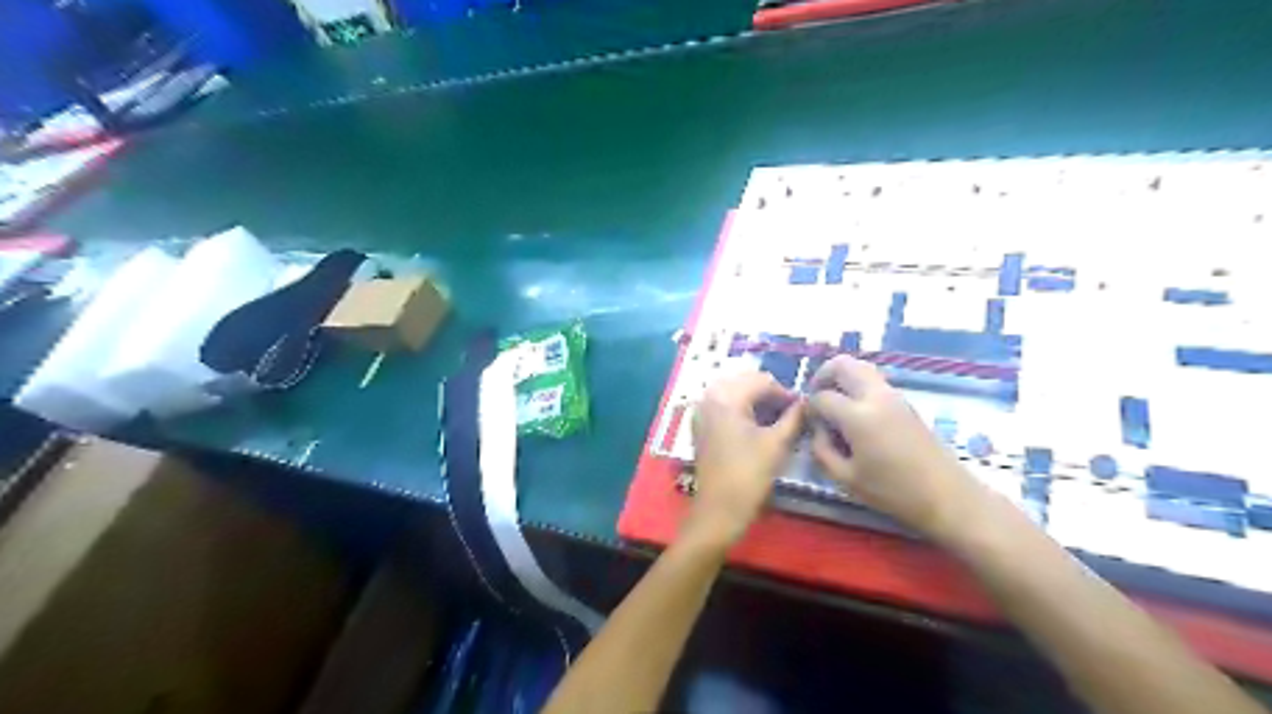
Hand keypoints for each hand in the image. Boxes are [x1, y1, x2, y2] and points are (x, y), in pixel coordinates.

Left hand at [686, 372, 803, 546]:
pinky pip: (723, 406)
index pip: (761, 381)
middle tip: (790, 412)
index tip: (803, 408)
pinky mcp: (701, 427)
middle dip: (769, 393)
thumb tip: (805, 402)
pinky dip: (741, 409)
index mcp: (725, 397)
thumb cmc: (749, 475)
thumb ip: (794, 417)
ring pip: (733, 393)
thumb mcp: (777, 444)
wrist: (718, 510)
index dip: (785, 392)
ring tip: (777, 419)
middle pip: (745, 382)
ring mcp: (701, 412)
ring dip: (755, 400)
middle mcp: (708, 397)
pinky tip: (758, 425)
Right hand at [802, 356, 981, 540]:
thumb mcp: (846, 479)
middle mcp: (876, 396)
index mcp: (858, 416)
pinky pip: (874, 381)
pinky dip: (858, 386)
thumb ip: (822, 450)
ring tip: (835, 404)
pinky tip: (855, 414)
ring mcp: (894, 396)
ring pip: (861, 367)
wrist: (947, 496)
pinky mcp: (905, 402)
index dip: (809, 407)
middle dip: (823, 375)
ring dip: (842, 378)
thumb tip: (817, 429)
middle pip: (843, 364)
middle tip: (816, 398)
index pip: (822, 397)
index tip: (807, 422)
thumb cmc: (893, 492)